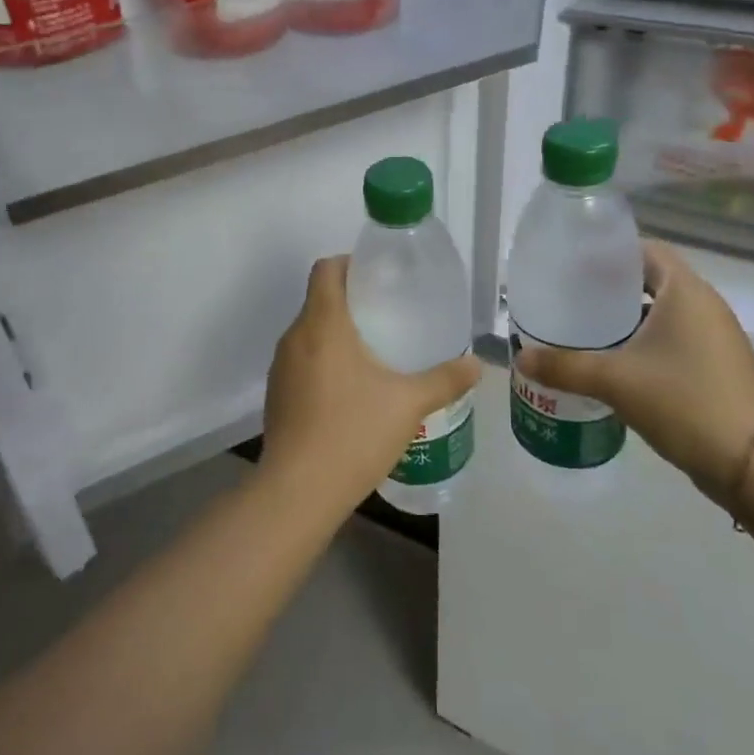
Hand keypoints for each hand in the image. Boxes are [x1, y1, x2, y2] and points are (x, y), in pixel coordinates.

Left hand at [261, 256, 481, 515]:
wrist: (298, 491)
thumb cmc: (353, 433)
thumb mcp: (408, 404)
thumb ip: (444, 379)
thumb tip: (477, 364)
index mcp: (322, 324)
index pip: (326, 269)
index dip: (350, 263)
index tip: (380, 277)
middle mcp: (294, 337)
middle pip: (319, 299)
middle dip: (352, 301)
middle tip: (390, 315)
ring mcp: (280, 368)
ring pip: (309, 333)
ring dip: (337, 333)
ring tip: (375, 352)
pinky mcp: (276, 395)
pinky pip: (302, 361)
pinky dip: (324, 361)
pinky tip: (352, 390)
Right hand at [515, 239, 753, 505]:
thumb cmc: (684, 401)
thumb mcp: (615, 380)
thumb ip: (564, 366)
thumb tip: (520, 359)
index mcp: (685, 291)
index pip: (644, 250)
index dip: (608, 252)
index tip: (571, 262)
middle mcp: (704, 305)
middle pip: (650, 280)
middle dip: (609, 287)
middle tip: (568, 297)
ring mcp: (714, 338)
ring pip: (661, 314)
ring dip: (625, 319)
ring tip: (582, 329)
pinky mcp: (716, 367)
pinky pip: (672, 340)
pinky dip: (642, 343)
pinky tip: (612, 363)